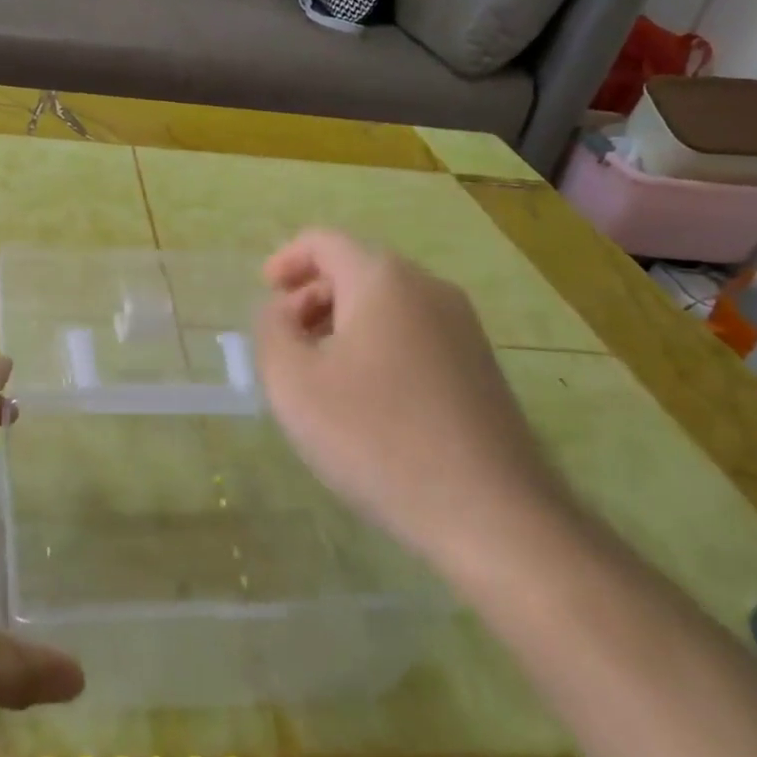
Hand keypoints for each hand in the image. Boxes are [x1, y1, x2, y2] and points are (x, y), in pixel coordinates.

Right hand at [253, 229, 575, 574]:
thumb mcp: (294, 382)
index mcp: (382, 279)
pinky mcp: (480, 366)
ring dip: (342, 322)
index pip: (323, 242)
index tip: (265, 293)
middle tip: (286, 340)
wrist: (492, 515)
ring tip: (319, 372)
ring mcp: (462, 327)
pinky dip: (376, 345)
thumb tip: (282, 311)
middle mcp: (428, 288)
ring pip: (386, 303)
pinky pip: (413, 333)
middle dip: (312, 295)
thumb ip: (271, 330)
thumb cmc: (377, 438)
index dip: (286, 260)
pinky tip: (365, 398)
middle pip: (356, 269)